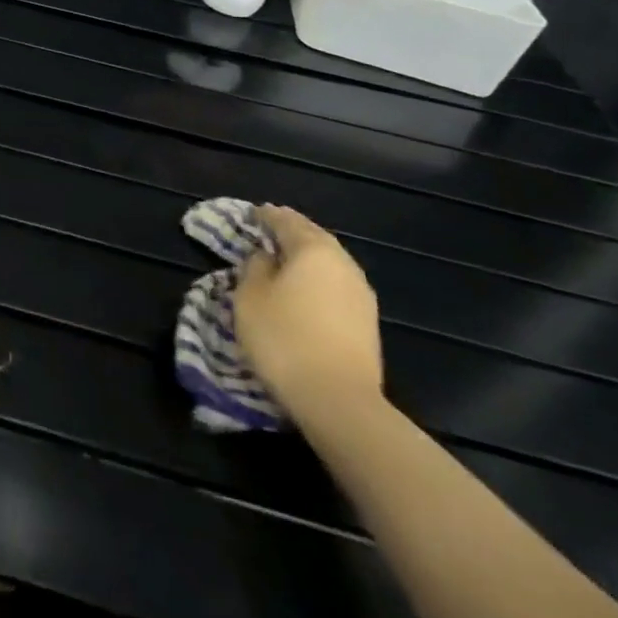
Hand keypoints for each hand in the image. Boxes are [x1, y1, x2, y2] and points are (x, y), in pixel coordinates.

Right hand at [233, 205, 382, 420]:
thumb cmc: (284, 338)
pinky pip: (336, 286)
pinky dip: (318, 280)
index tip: (250, 215)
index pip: (285, 220)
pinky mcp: (368, 323)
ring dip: (306, 258)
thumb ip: (255, 266)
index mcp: (313, 249)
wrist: (339, 402)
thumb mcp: (250, 296)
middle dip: (290, 232)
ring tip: (284, 262)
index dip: (265, 215)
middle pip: (313, 237)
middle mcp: (343, 263)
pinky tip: (305, 291)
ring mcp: (361, 294)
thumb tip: (266, 257)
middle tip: (267, 233)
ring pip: (329, 262)